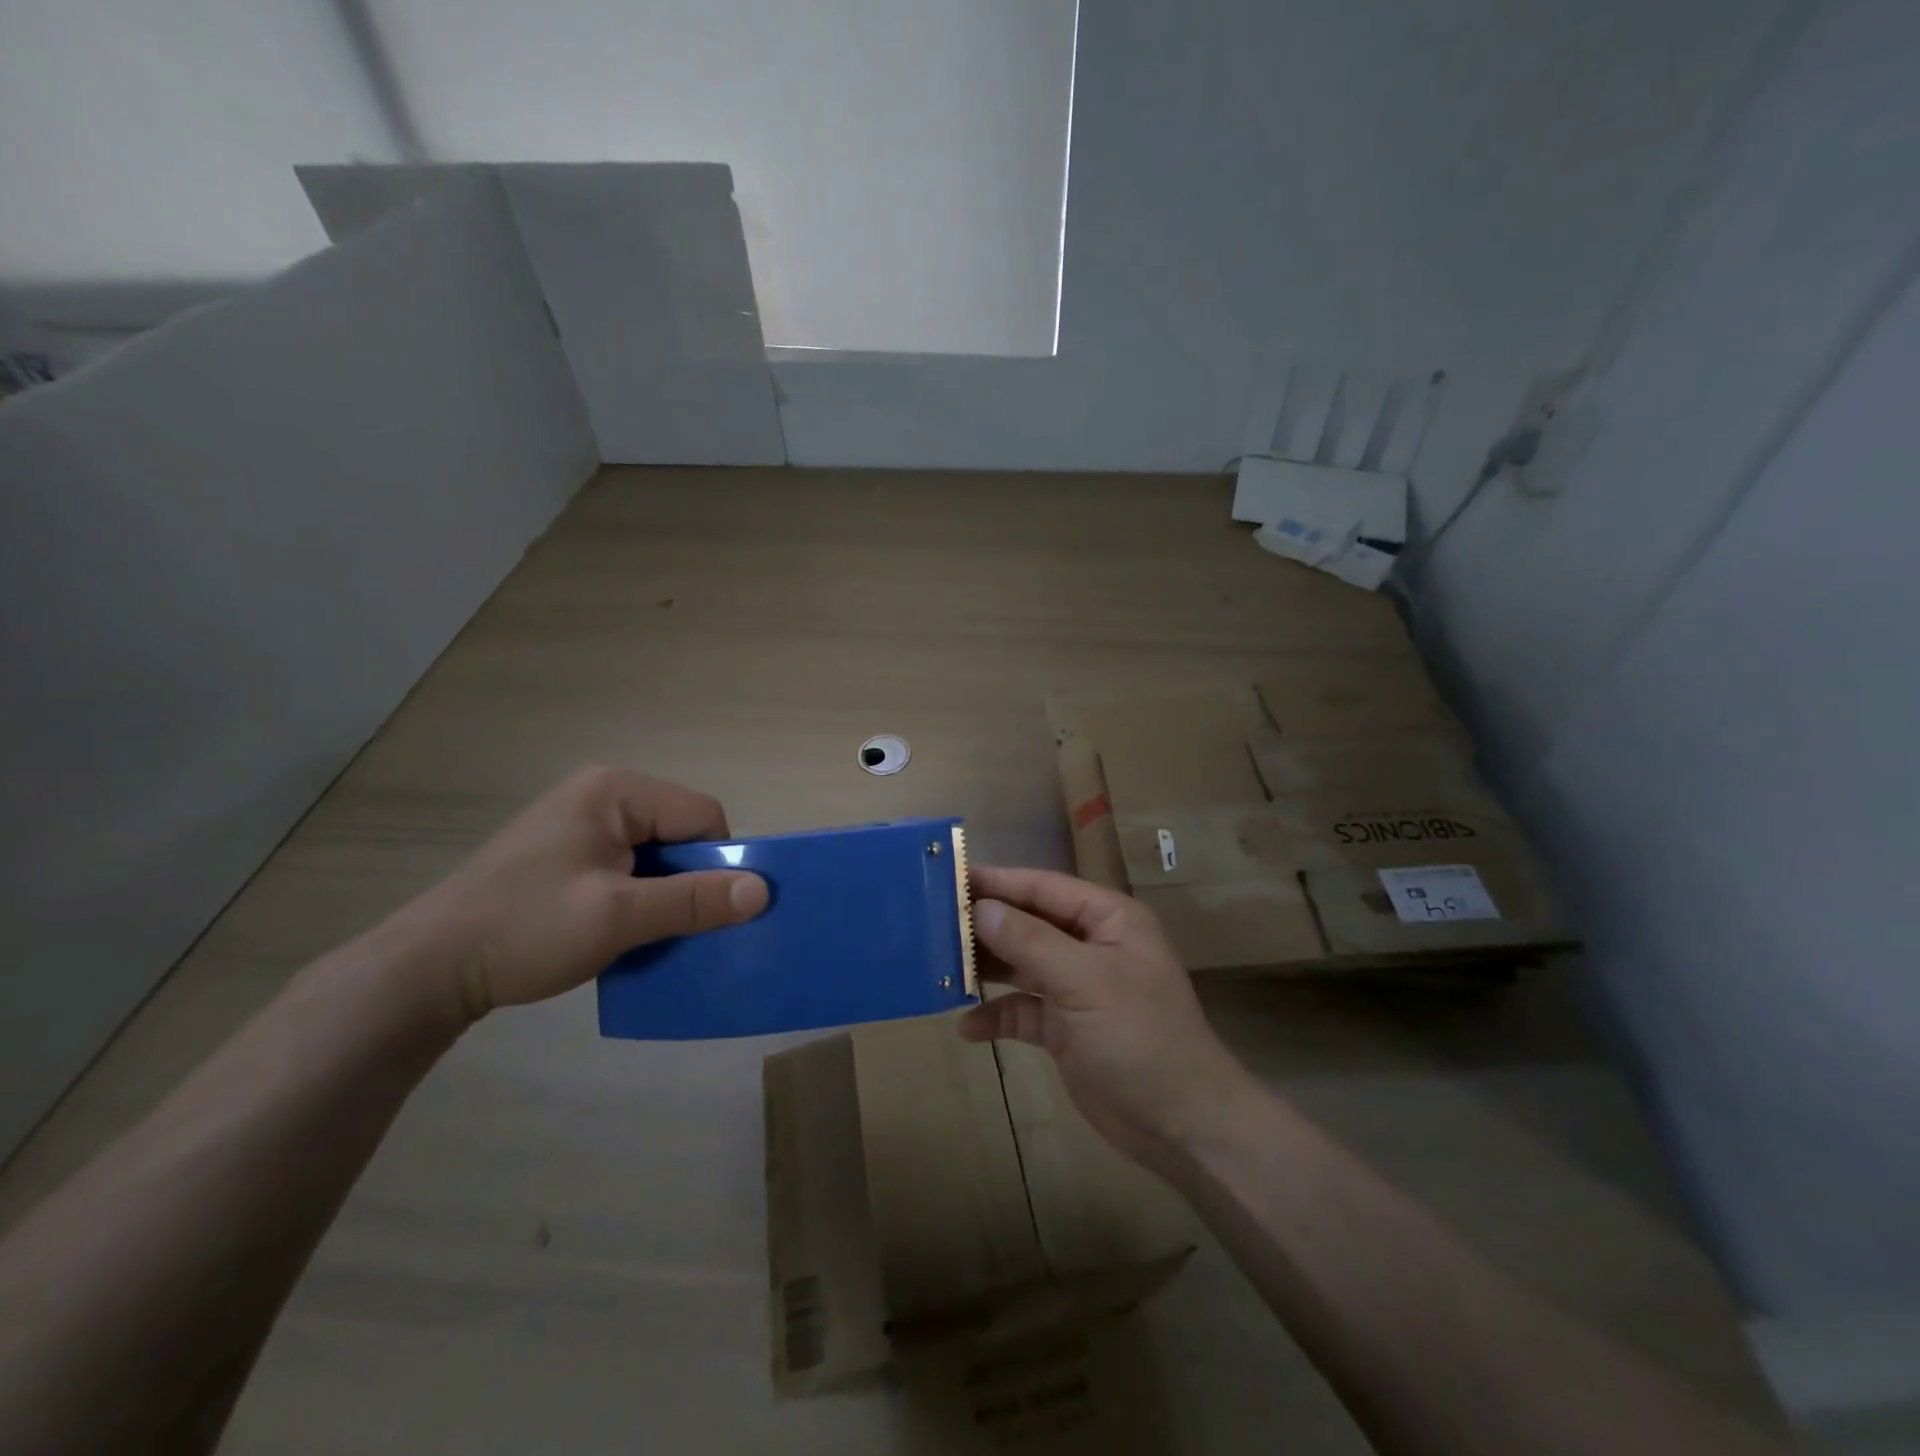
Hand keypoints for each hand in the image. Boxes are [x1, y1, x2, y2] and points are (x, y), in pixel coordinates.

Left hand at [394, 765, 768, 1020]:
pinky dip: (636, 898)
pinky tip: (617, 931)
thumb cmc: (527, 929)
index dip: (716, 862)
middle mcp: (600, 795)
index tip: (705, 911)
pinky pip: (626, 867)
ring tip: (644, 934)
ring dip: (662, 894)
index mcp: (615, 791)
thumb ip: (694, 900)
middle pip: (679, 832)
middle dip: (687, 881)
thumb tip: (763, 890)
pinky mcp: (565, 852)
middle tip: (673, 927)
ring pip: (655, 854)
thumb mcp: (618, 917)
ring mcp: (579, 823)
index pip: (701, 815)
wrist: (426, 969)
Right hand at [958, 866, 1255, 1170]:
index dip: (997, 882)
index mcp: (1107, 919)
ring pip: (1021, 965)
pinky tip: (968, 1028)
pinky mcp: (1066, 1028)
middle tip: (933, 923)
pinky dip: (998, 1016)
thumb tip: (980, 908)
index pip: (1042, 887)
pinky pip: (1023, 1011)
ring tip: (939, 966)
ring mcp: (1077, 988)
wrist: (1181, 1124)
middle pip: (1028, 923)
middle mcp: (1091, 945)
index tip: (949, 878)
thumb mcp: (1084, 981)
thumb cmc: (1139, 1036)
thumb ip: (1029, 940)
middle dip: (985, 925)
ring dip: (986, 968)